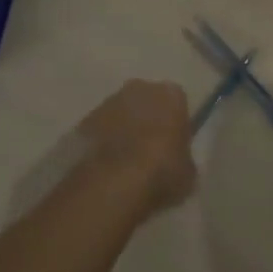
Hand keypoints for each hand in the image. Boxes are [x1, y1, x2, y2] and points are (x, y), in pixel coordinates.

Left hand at [77, 79, 196, 214]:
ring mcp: (109, 102)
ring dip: (124, 129)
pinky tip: (106, 165)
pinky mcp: (85, 120)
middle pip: (147, 101)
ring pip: (122, 113)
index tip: (173, 144)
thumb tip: (177, 159)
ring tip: (125, 161)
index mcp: (171, 95)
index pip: (177, 102)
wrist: (111, 183)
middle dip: (148, 119)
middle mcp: (140, 88)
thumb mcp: (187, 172)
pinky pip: (101, 128)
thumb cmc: (161, 172)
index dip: (175, 124)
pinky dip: (103, 141)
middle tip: (149, 151)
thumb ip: (183, 157)